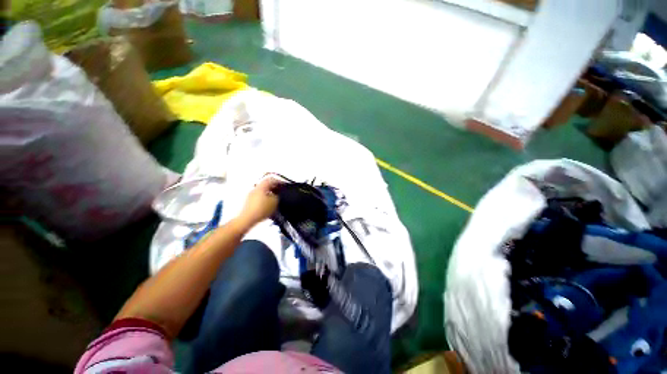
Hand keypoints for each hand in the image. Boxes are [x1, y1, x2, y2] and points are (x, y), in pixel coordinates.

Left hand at [236, 176, 281, 228]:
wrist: (247, 219)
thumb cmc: (262, 209)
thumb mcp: (275, 201)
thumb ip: (278, 195)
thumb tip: (277, 194)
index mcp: (261, 187)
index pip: (271, 179)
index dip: (279, 182)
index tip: (285, 186)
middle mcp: (255, 189)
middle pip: (266, 185)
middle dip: (275, 188)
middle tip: (281, 192)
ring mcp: (251, 196)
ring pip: (263, 191)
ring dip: (270, 194)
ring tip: (277, 200)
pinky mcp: (249, 203)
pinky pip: (260, 197)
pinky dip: (266, 199)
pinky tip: (270, 205)